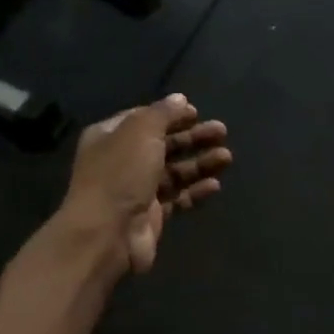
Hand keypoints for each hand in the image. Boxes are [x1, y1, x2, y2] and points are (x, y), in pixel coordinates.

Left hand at [63, 94, 230, 274]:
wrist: (106, 234)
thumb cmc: (121, 174)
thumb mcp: (141, 131)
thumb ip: (163, 113)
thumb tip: (180, 99)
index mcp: (110, 136)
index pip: (144, 118)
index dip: (171, 114)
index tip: (196, 112)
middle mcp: (122, 161)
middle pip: (163, 144)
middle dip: (193, 137)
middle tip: (222, 132)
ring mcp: (136, 190)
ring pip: (174, 171)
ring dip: (200, 163)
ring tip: (227, 158)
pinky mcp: (150, 216)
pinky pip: (177, 198)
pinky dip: (195, 190)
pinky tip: (215, 185)